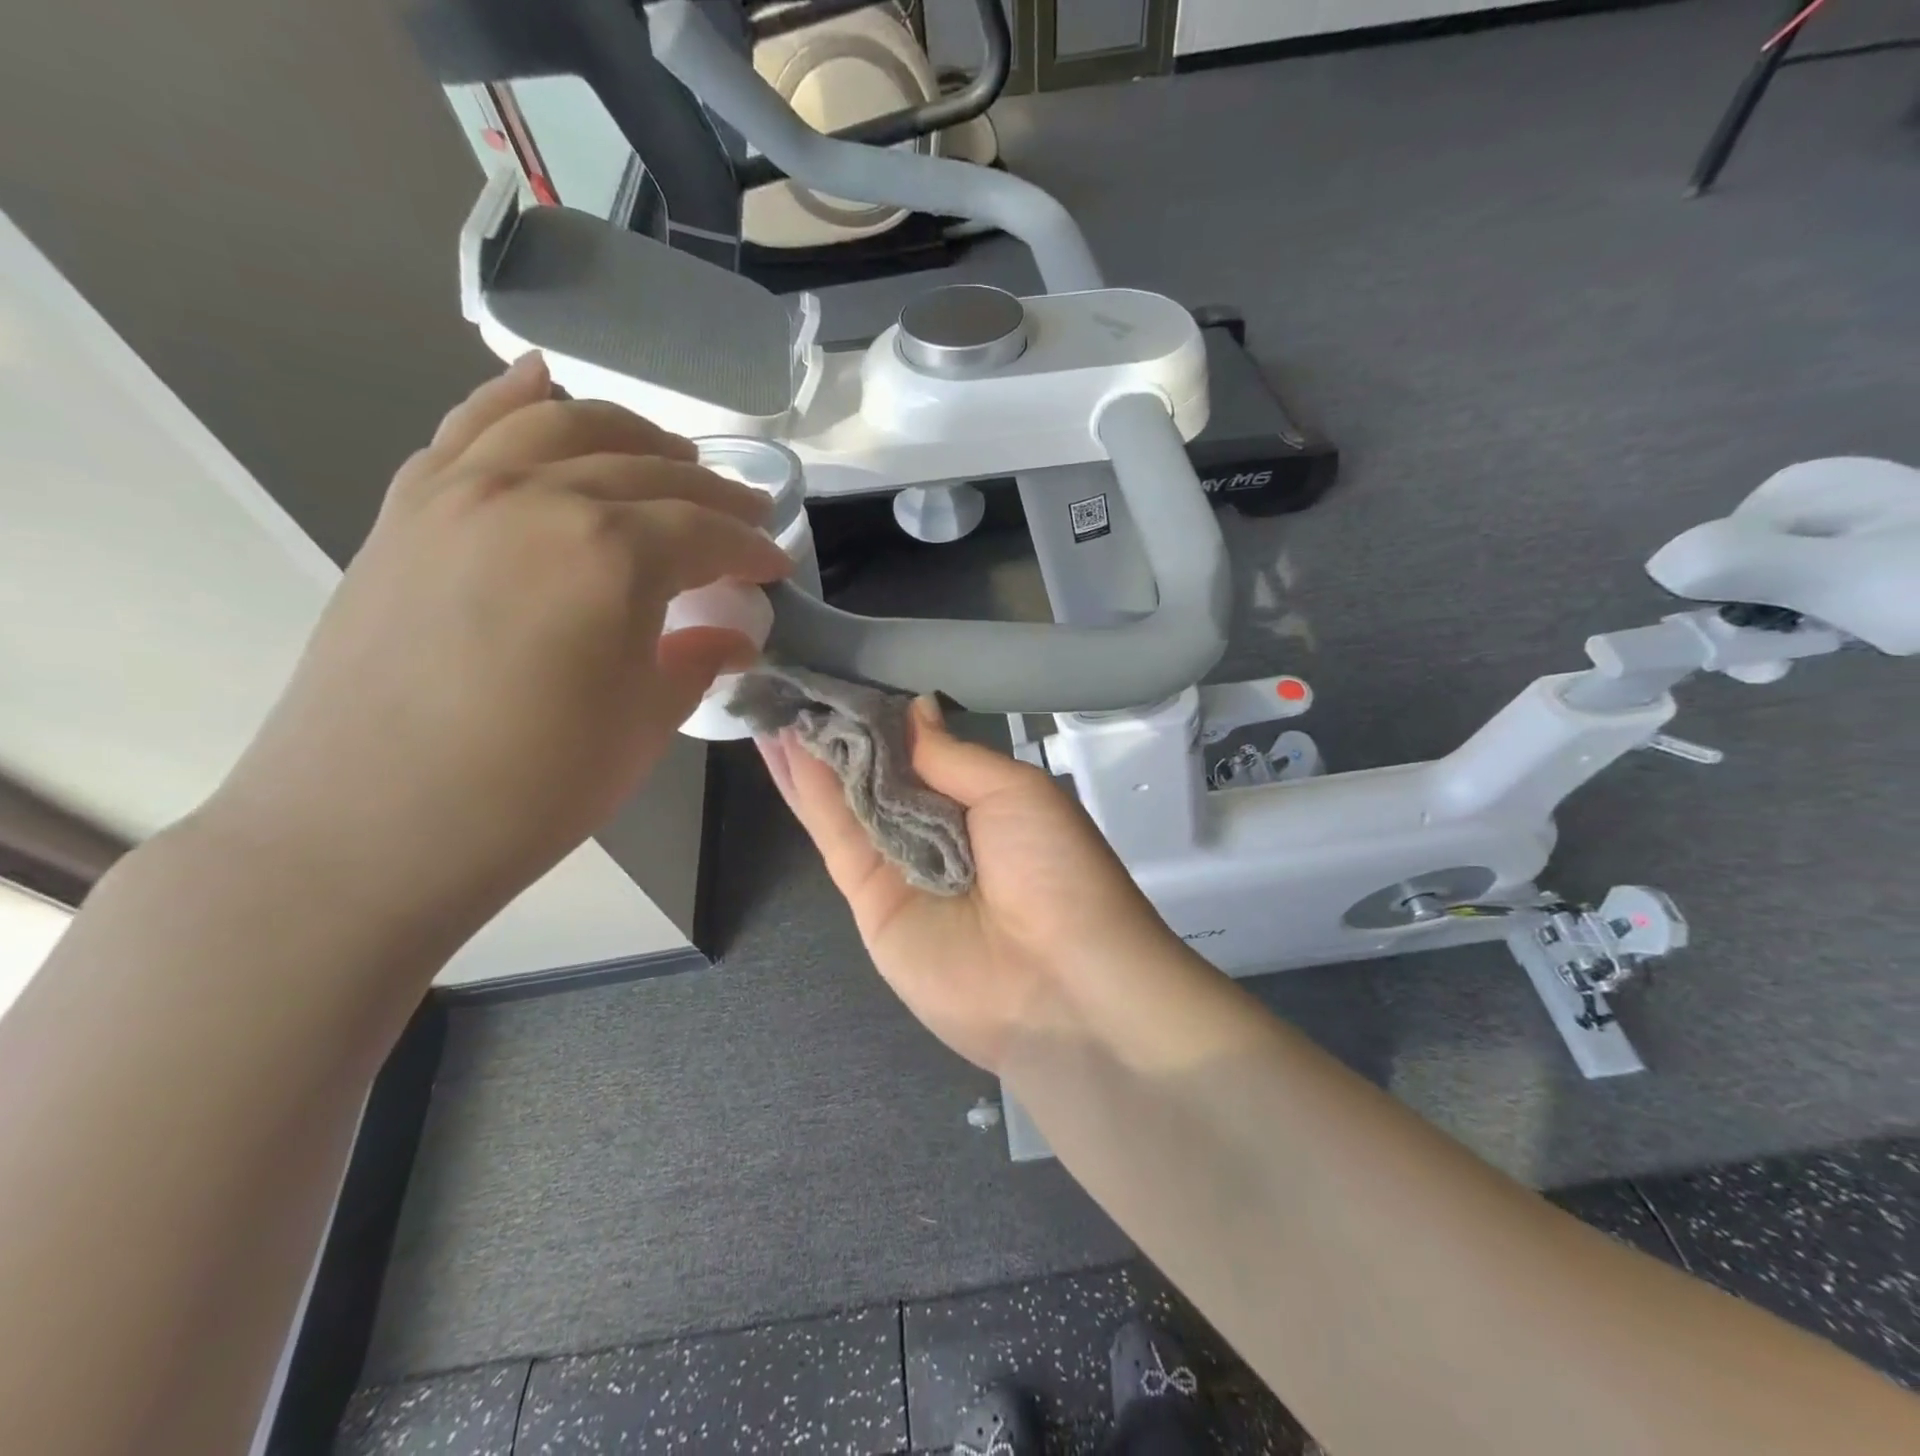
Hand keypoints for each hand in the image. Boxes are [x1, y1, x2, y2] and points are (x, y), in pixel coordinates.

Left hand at [208, 355, 791, 922]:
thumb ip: (696, 660)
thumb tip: (734, 635)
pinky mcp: (408, 510)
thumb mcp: (645, 725)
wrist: (370, 826)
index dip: (751, 548)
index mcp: (611, 554)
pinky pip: (468, 428)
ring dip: (631, 433)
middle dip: (710, 490)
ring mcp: (462, 494)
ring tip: (668, 457)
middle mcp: (539, 498)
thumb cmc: (534, 786)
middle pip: (646, 469)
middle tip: (744, 516)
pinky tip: (544, 383)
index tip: (777, 566)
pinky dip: (514, 398)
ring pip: (561, 424)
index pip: (705, 531)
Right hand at [764, 698, 1179, 1071]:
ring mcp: (898, 864)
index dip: (877, 714)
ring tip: (768, 700)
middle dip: (834, 728)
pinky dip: (806, 791)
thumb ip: (950, 753)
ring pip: (845, 798)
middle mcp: (935, 828)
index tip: (837, 675)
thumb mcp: (1014, 791)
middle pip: (874, 771)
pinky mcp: (867, 900)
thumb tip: (915, 706)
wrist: (1058, 983)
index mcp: (978, 798)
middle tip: (785, 679)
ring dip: (809, 752)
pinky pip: (834, 836)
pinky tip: (778, 748)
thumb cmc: (1053, 868)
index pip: (916, 747)